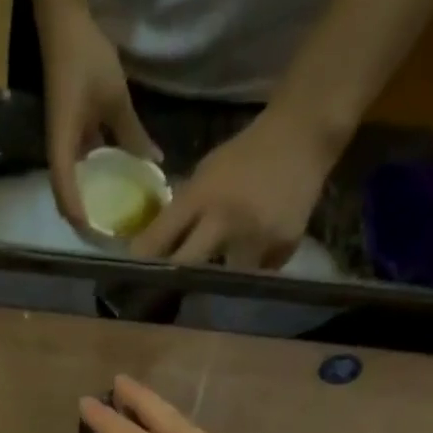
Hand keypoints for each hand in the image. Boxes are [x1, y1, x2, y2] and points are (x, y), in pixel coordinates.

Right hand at [39, 6, 159, 229]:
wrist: (65, 24)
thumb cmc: (86, 59)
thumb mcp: (115, 98)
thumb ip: (133, 133)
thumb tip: (153, 163)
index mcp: (63, 144)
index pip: (65, 190)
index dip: (78, 216)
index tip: (96, 237)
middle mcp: (59, 150)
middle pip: (64, 196)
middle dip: (82, 219)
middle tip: (106, 237)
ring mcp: (63, 143)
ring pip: (71, 185)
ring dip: (85, 203)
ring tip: (108, 221)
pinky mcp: (69, 135)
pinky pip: (78, 168)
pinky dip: (91, 183)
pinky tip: (111, 189)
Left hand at [130, 105, 338, 269]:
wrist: (303, 135)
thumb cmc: (246, 154)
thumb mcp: (205, 173)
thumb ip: (182, 209)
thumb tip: (152, 246)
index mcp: (201, 196)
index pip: (160, 239)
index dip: (143, 262)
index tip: (129, 279)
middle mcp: (226, 219)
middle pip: (188, 268)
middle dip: (174, 282)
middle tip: (164, 297)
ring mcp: (257, 236)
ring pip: (225, 280)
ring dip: (217, 282)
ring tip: (212, 284)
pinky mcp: (283, 247)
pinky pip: (257, 274)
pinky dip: (251, 272)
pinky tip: (252, 260)